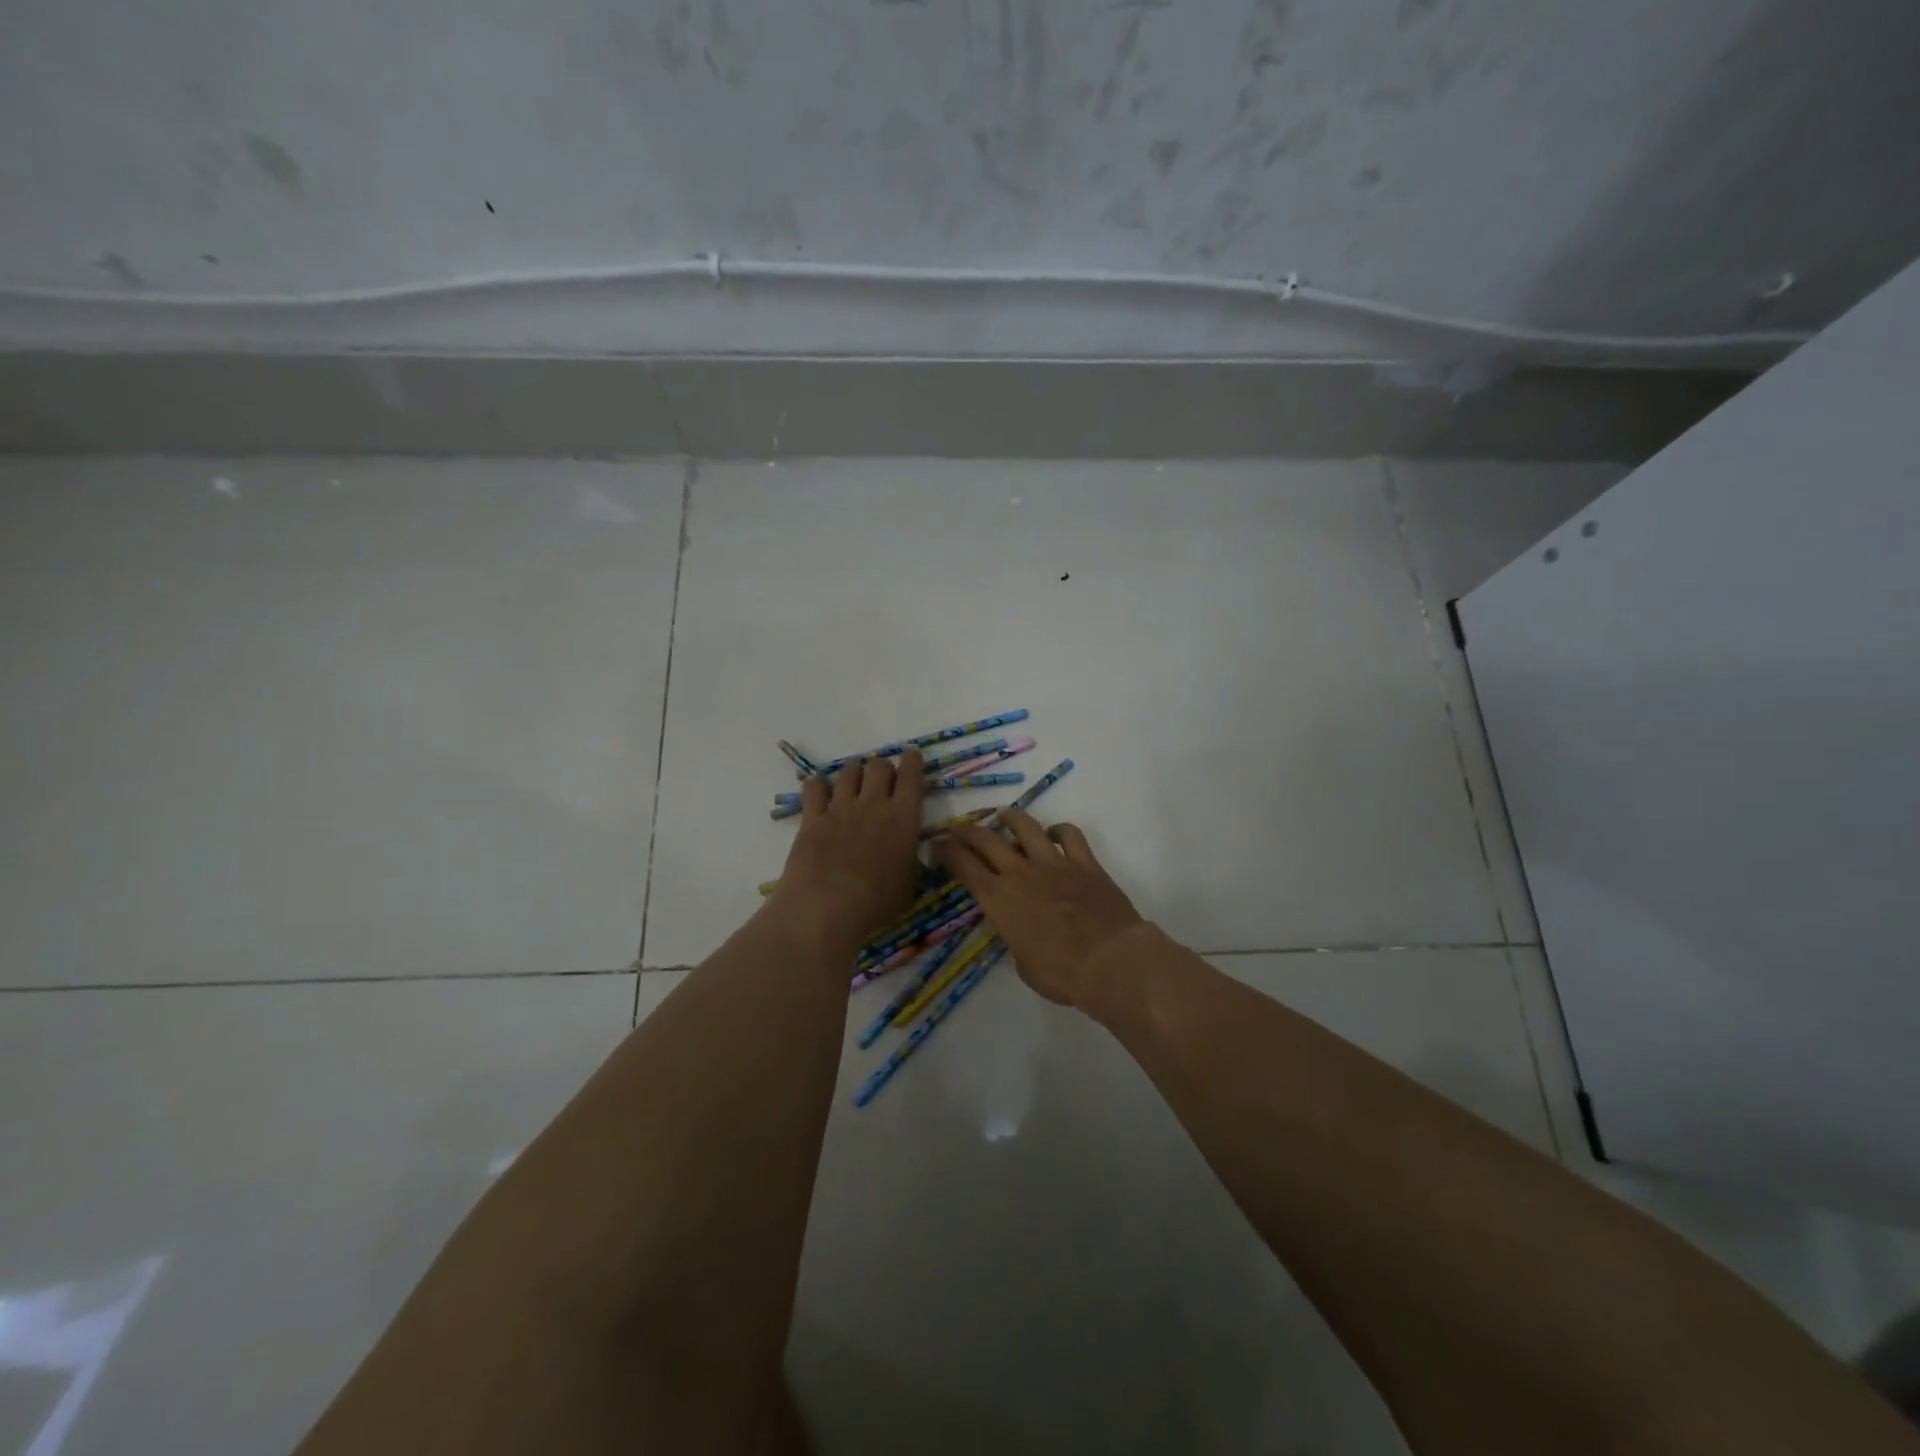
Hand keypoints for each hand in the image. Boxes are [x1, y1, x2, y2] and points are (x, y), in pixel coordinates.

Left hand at [772, 750, 924, 946]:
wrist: (827, 908)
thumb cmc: (877, 903)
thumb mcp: (909, 886)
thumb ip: (911, 861)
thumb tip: (912, 852)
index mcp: (903, 818)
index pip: (911, 776)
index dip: (913, 761)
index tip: (912, 757)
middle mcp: (873, 804)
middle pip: (878, 766)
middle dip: (883, 768)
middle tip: (882, 781)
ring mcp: (840, 809)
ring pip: (848, 772)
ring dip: (854, 773)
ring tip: (853, 782)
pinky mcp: (812, 819)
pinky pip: (814, 789)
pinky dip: (817, 785)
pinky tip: (817, 788)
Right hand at [931, 809, 1143, 1006]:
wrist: (1110, 960)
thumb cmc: (1061, 974)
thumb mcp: (1023, 964)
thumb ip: (1016, 939)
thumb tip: (1022, 931)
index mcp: (999, 899)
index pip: (964, 867)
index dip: (947, 852)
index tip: (937, 844)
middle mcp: (1021, 873)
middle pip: (987, 840)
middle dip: (967, 831)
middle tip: (958, 827)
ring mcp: (1055, 863)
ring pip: (1027, 828)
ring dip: (1011, 818)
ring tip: (1003, 814)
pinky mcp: (1085, 863)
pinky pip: (1070, 835)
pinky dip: (1060, 830)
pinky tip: (1054, 833)